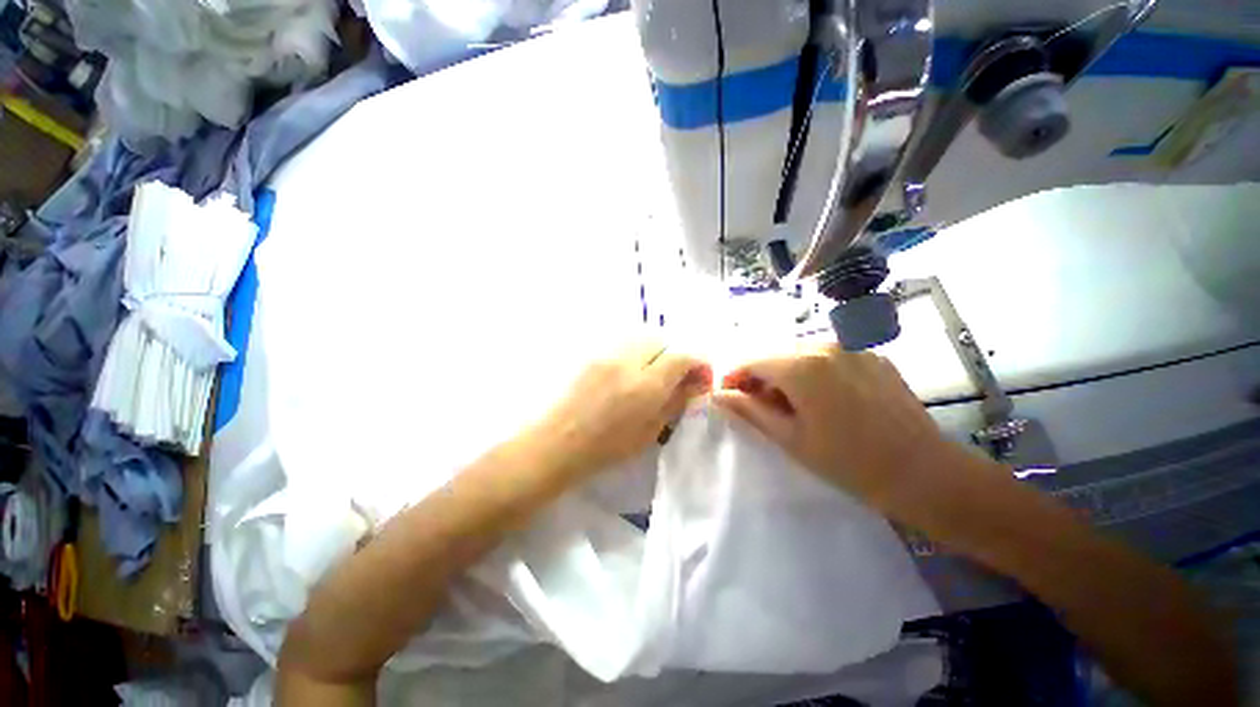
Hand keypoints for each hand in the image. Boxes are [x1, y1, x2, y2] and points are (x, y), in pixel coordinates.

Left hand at [531, 339, 711, 477]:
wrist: (557, 442)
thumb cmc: (606, 448)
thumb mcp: (649, 432)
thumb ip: (675, 402)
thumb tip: (696, 384)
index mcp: (646, 385)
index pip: (683, 356)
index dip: (698, 363)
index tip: (700, 378)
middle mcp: (628, 360)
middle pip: (662, 339)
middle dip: (675, 353)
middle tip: (675, 376)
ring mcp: (607, 353)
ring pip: (642, 335)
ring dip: (655, 349)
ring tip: (652, 371)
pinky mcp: (592, 353)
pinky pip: (622, 341)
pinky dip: (635, 349)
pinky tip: (629, 370)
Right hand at [712, 343, 957, 516]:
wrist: (925, 474)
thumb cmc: (849, 462)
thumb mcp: (789, 438)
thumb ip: (748, 410)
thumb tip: (718, 394)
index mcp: (801, 365)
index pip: (751, 359)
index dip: (733, 376)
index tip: (728, 396)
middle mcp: (825, 345)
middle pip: (774, 353)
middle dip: (759, 375)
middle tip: (758, 405)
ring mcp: (852, 347)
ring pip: (800, 352)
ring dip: (785, 372)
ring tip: (791, 404)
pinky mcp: (872, 355)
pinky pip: (828, 356)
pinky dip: (813, 371)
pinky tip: (823, 398)